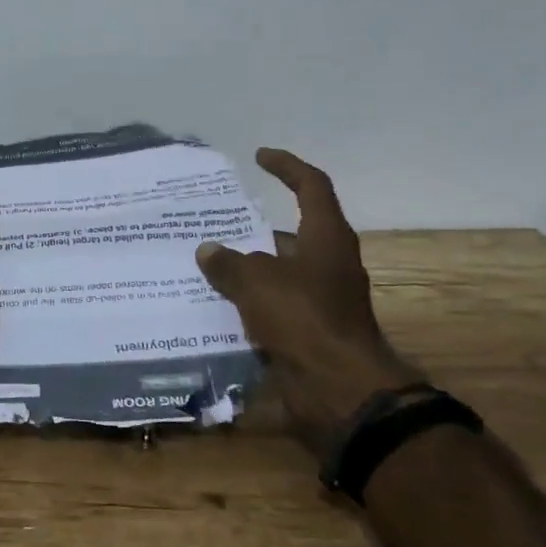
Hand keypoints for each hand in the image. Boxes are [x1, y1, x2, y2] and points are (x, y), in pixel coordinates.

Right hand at [195, 149, 412, 456]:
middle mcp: (328, 263)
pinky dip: (249, 300)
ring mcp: (321, 299)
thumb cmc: (303, 319)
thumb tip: (208, 250)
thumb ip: (229, 263)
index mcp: (326, 238)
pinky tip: (215, 303)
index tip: (259, 157)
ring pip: (278, 271)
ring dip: (247, 266)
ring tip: (206, 261)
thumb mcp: (257, 282)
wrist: (339, 390)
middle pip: (290, 232)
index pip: (311, 187)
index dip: (287, 167)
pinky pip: (273, 304)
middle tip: (216, 221)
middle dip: (254, 227)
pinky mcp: (310, 329)